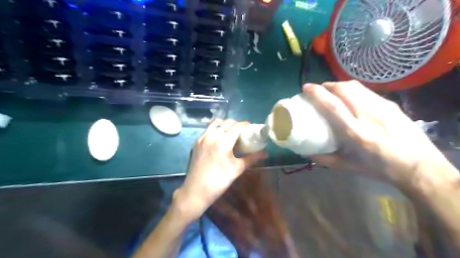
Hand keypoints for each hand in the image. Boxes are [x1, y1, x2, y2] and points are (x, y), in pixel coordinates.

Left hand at [173, 119, 265, 221]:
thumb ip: (251, 158)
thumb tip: (265, 153)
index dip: (245, 125)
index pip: (237, 126)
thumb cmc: (219, 181)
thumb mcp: (237, 169)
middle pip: (227, 122)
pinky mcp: (196, 142)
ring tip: (230, 132)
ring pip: (216, 122)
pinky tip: (220, 137)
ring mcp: (202, 138)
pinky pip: (208, 128)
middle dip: (236, 124)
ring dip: (225, 124)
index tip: (251, 128)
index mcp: (223, 142)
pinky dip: (216, 128)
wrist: (196, 190)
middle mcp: (212, 136)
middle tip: (242, 132)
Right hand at [304, 80, 457, 190]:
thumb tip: (304, 151)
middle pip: (344, 90)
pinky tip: (350, 98)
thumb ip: (323, 158)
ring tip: (332, 91)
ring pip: (356, 87)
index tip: (306, 88)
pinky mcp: (391, 105)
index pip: (333, 106)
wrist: (420, 167)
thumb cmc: (379, 169)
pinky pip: (366, 91)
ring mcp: (383, 108)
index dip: (317, 94)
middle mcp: (369, 116)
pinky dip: (352, 90)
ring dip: (339, 85)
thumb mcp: (347, 167)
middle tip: (318, 90)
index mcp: (356, 134)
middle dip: (327, 86)